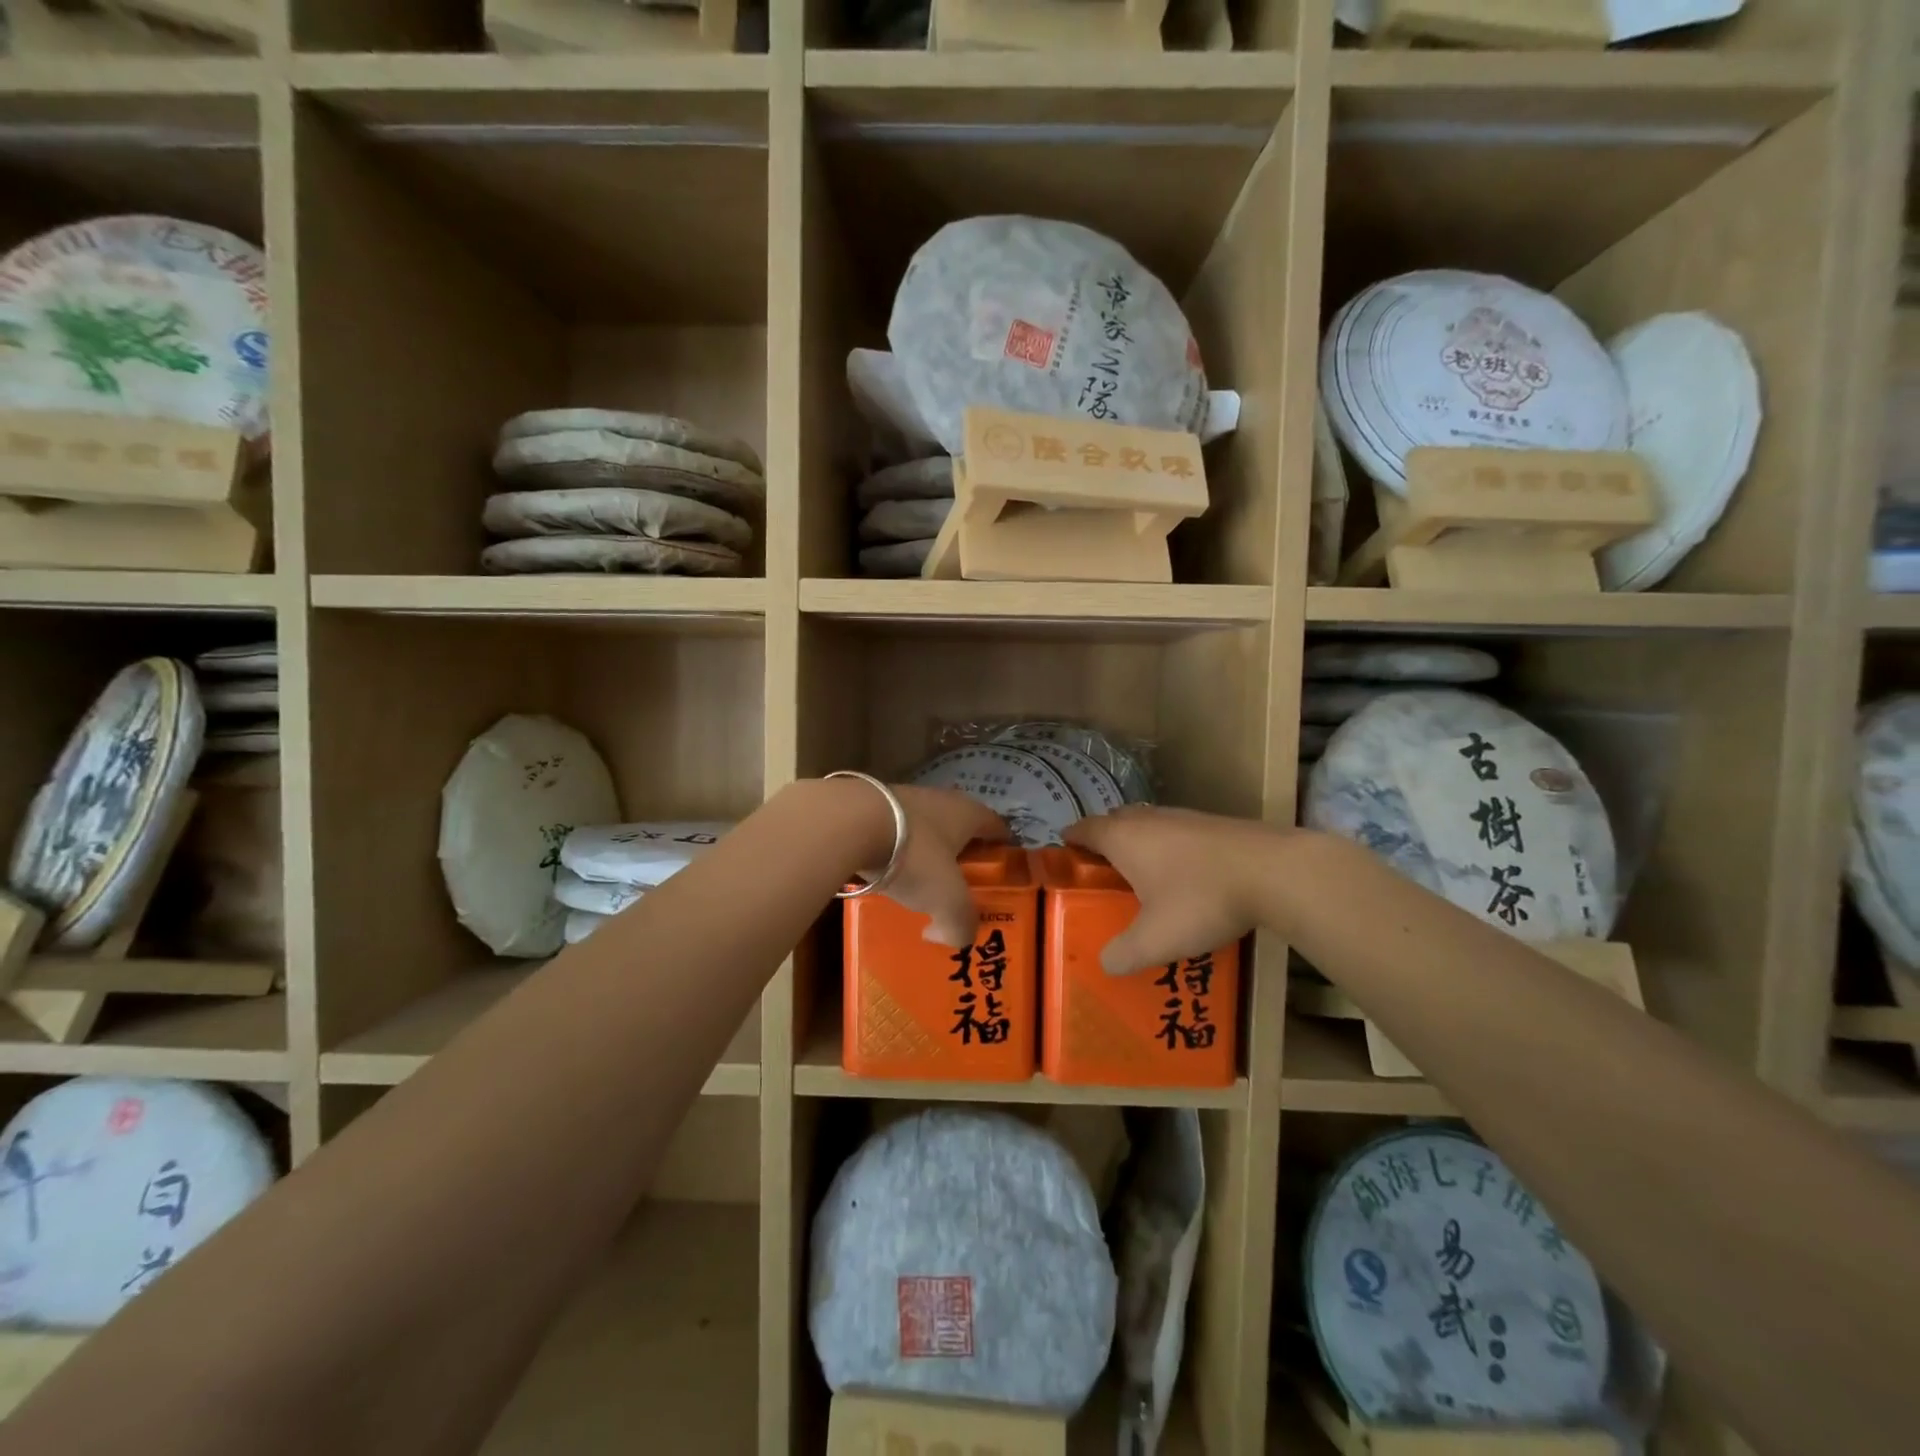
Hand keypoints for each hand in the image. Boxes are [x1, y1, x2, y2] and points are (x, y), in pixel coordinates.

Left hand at [874, 785, 1009, 946]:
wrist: (847, 822)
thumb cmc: (913, 856)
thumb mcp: (947, 900)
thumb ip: (960, 924)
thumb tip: (950, 937)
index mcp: (968, 813)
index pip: (998, 828)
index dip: (1004, 852)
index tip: (1003, 877)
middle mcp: (940, 799)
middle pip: (960, 829)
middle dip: (962, 857)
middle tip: (960, 889)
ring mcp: (903, 799)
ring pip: (924, 831)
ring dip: (925, 855)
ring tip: (919, 885)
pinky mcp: (870, 806)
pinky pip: (893, 834)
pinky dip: (894, 853)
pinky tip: (885, 873)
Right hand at [1064, 805, 1278, 973]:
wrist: (1273, 872)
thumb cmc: (1200, 900)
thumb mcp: (1155, 940)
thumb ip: (1124, 954)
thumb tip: (1105, 963)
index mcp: (1123, 838)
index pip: (1085, 829)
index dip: (1071, 839)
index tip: (1063, 851)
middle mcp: (1148, 819)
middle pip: (1115, 820)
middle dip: (1104, 839)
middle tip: (1100, 869)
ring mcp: (1184, 817)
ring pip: (1148, 823)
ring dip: (1139, 842)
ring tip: (1141, 873)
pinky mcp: (1214, 823)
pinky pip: (1177, 831)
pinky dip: (1169, 846)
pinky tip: (1183, 873)